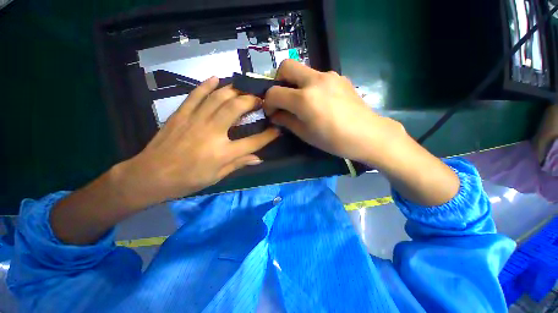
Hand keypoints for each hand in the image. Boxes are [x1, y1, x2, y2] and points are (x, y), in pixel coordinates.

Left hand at [119, 77, 279, 206]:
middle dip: (252, 101)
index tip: (278, 128)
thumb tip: (258, 159)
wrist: (150, 176)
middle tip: (261, 99)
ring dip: (235, 90)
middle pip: (236, 109)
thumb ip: (239, 164)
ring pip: (218, 98)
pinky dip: (206, 85)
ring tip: (245, 88)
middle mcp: (212, 133)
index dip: (268, 135)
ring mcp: (195, 121)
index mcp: (222, 153)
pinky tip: (217, 79)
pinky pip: (195, 95)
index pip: (253, 142)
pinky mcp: (181, 115)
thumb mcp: (217, 176)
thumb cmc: (188, 180)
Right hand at [264, 60, 402, 162]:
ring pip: (302, 70)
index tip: (271, 112)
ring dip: (295, 84)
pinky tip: (319, 101)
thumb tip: (275, 115)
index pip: (274, 92)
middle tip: (283, 98)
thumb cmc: (334, 140)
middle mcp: (315, 80)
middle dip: (278, 81)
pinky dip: (310, 85)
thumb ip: (286, 121)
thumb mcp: (305, 134)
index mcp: (304, 99)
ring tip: (303, 102)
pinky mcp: (339, 76)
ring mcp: (329, 75)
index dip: (268, 102)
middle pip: (286, 66)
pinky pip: (317, 76)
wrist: (368, 134)